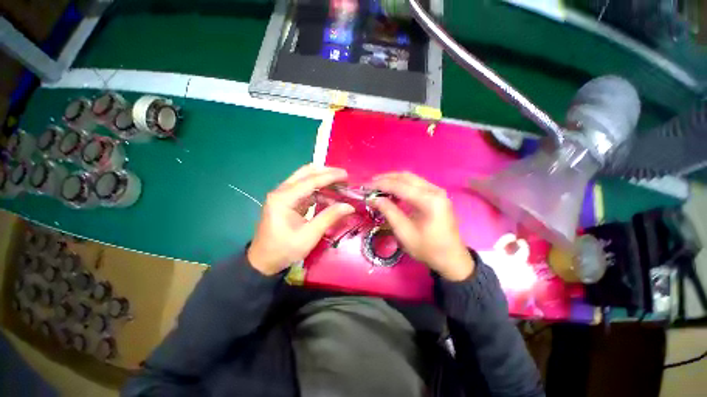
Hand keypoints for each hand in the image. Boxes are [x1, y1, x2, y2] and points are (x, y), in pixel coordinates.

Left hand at [247, 165, 354, 275]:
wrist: (264, 261)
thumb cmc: (285, 249)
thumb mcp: (310, 235)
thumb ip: (329, 217)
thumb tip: (349, 206)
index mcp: (283, 198)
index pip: (310, 181)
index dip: (330, 176)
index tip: (346, 174)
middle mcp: (281, 191)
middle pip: (306, 173)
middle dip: (326, 172)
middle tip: (344, 176)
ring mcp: (283, 195)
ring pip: (305, 178)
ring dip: (323, 179)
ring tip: (340, 185)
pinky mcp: (287, 201)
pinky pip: (305, 189)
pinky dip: (318, 190)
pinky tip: (330, 196)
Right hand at [370, 172, 474, 280]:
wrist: (452, 259)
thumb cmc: (428, 248)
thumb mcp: (404, 232)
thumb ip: (389, 211)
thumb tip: (373, 198)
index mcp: (428, 200)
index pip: (399, 186)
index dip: (380, 185)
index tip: (365, 186)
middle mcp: (435, 190)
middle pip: (406, 177)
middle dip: (386, 178)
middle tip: (370, 184)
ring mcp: (437, 192)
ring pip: (411, 178)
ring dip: (394, 180)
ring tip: (378, 186)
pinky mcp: (437, 196)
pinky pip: (416, 184)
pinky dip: (402, 185)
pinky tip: (393, 192)